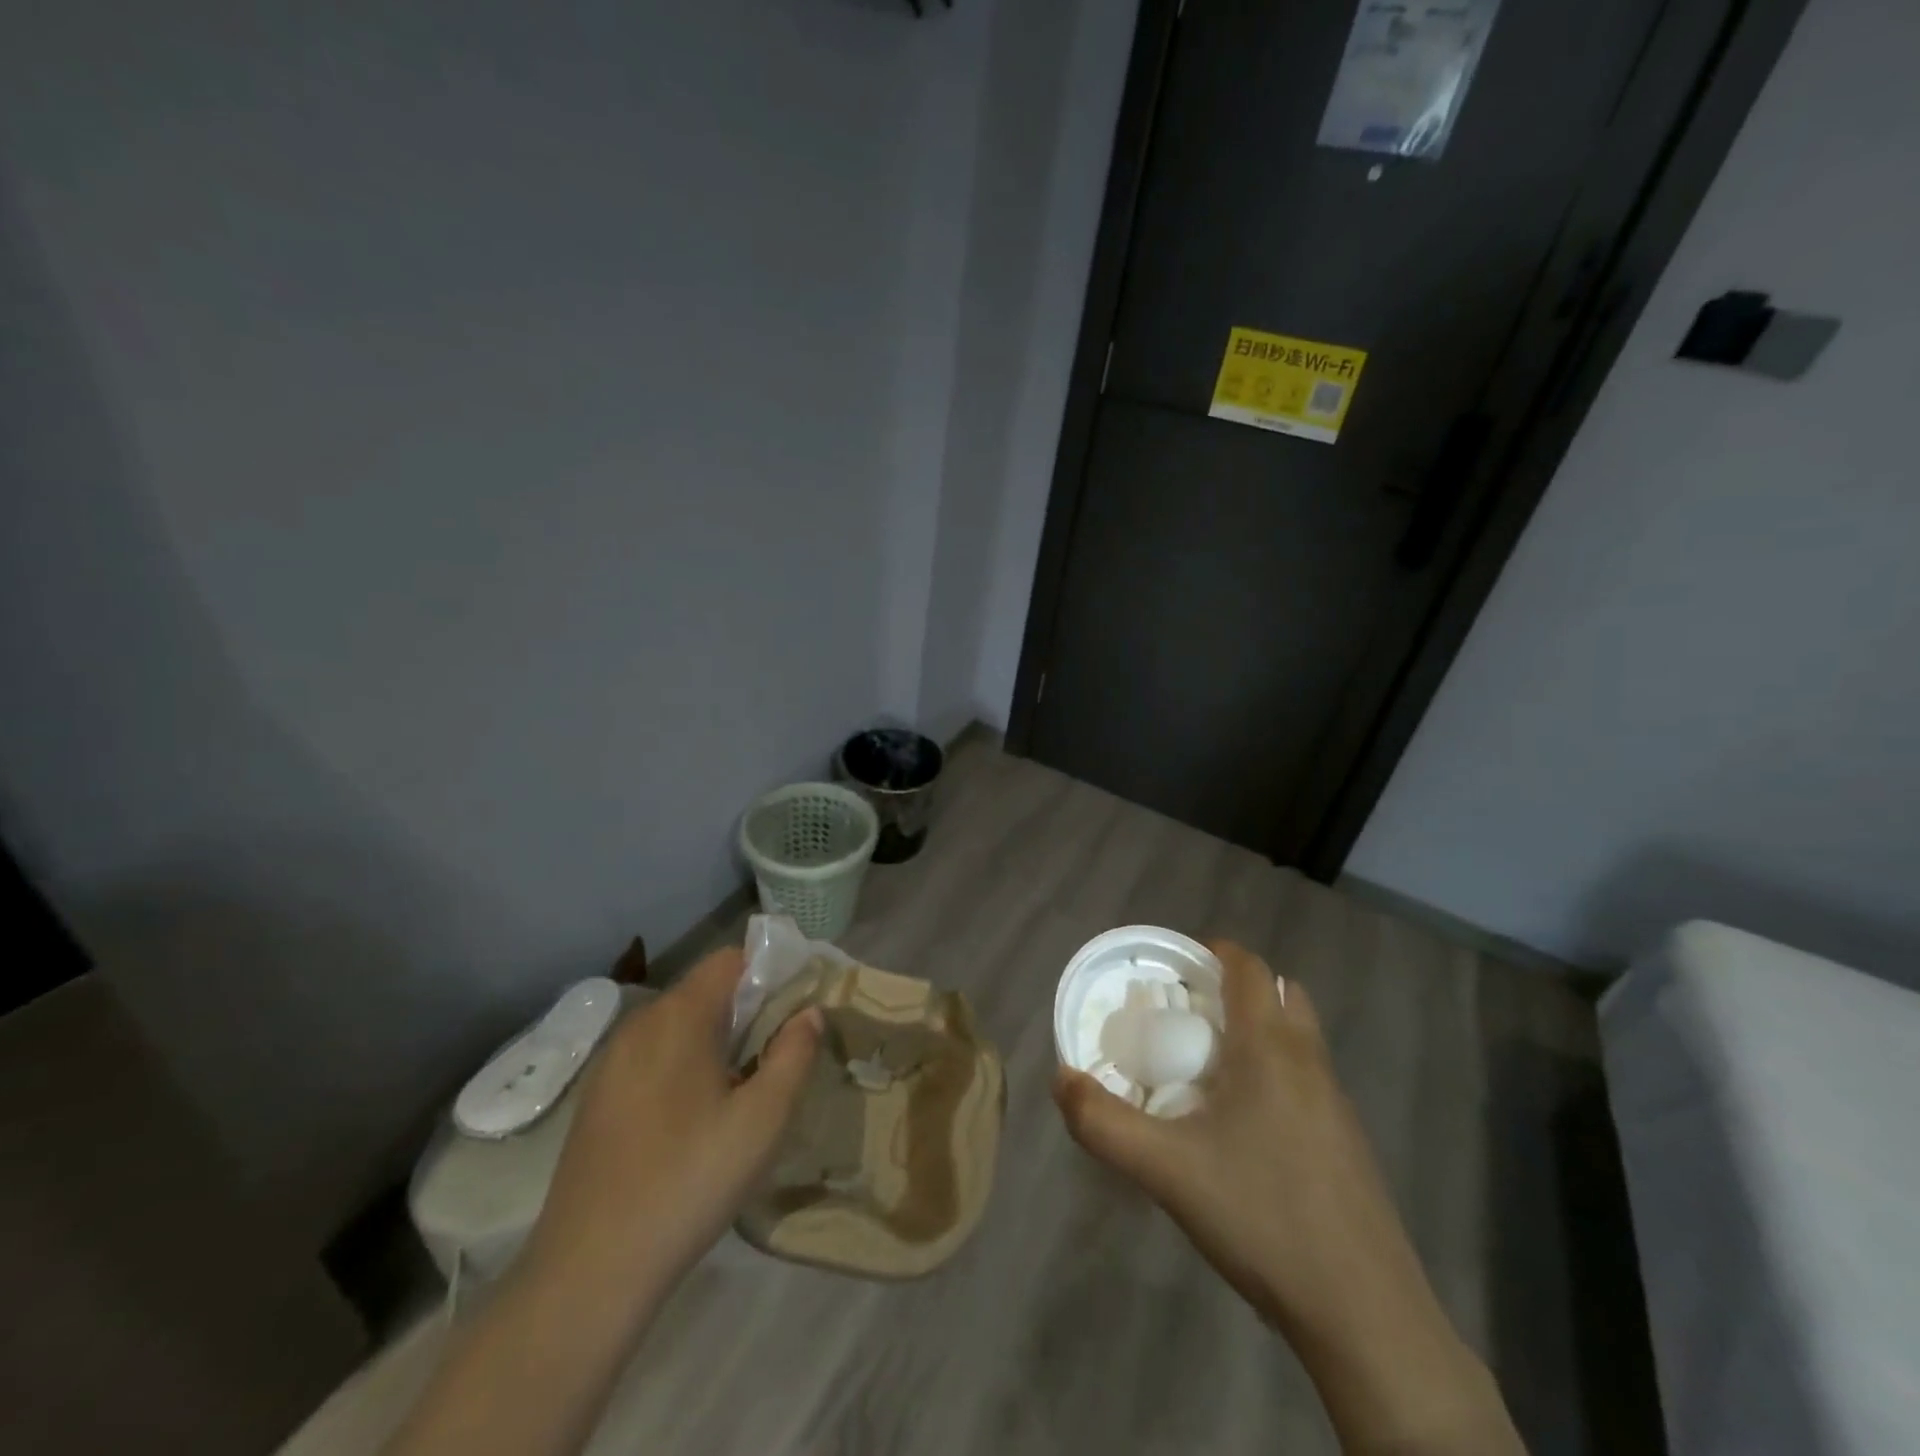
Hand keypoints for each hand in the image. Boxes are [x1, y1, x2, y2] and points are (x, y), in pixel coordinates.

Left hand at [522, 947, 820, 1307]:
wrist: (589, 1273)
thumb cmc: (689, 1182)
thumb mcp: (764, 1120)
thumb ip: (794, 1054)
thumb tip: (808, 1012)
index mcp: (680, 1016)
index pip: (732, 959)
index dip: (771, 973)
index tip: (797, 1012)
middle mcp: (640, 1024)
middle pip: (706, 990)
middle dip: (749, 1011)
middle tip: (778, 1058)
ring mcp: (612, 1062)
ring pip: (679, 1026)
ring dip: (718, 1041)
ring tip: (742, 1092)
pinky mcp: (597, 1099)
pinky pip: (654, 1057)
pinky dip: (684, 1066)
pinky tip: (695, 1122)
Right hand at [1054, 941, 1522, 1454]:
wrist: (1365, 1315)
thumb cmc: (1261, 1217)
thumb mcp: (1165, 1170)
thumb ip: (1103, 1122)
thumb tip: (1063, 1078)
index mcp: (1270, 1048)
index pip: (1248, 968)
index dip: (1213, 952)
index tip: (1175, 967)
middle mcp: (1309, 1061)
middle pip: (1279, 993)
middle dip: (1236, 989)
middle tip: (1189, 1014)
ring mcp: (1337, 1103)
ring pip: (1298, 1037)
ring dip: (1259, 1030)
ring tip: (1210, 1068)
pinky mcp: (1349, 1143)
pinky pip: (1309, 1078)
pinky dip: (1276, 1072)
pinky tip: (1245, 1127)